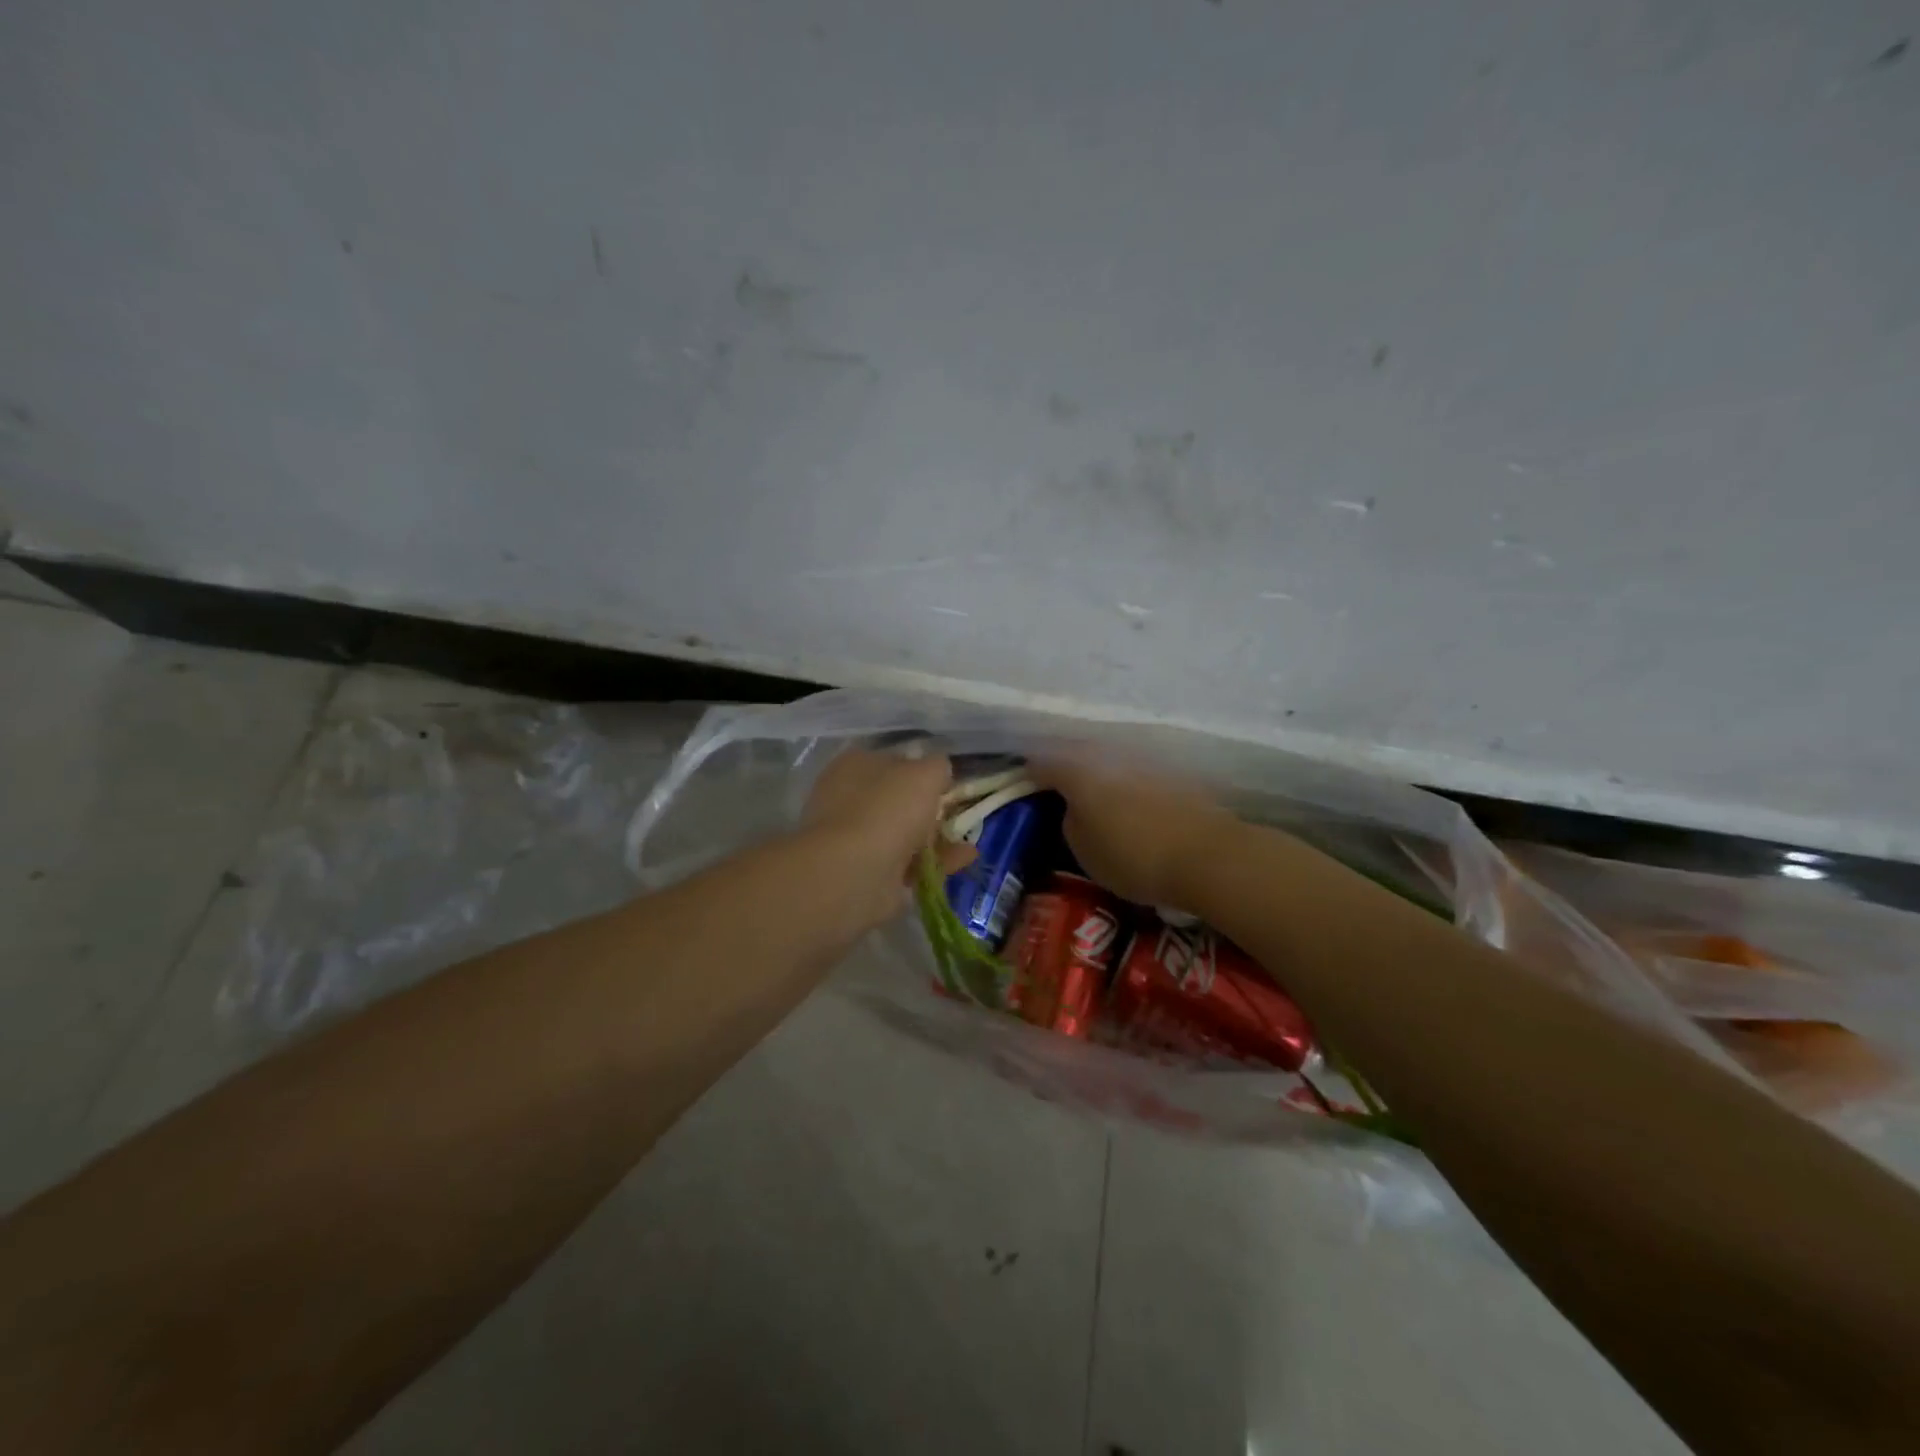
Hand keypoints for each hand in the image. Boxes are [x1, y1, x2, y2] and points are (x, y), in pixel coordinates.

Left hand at [802, 748, 974, 931]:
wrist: (854, 872)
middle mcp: (849, 799)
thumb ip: (937, 767)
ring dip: (938, 838)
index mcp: (854, 766)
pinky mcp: (868, 874)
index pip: (892, 762)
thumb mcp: (924, 773)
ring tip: (969, 840)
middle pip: (898, 801)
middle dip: (930, 808)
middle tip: (959, 813)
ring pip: (904, 834)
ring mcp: (856, 839)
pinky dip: (936, 861)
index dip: (921, 769)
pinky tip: (964, 859)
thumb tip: (940, 772)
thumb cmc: (887, 809)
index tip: (948, 782)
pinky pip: (909, 864)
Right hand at [1030, 751, 1236, 911]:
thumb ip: (1070, 822)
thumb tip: (1075, 808)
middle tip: (1057, 787)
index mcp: (1078, 772)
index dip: (1029, 775)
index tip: (1025, 787)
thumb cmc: (1134, 857)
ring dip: (1097, 771)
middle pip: (1076, 752)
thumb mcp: (1085, 851)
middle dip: (1064, 766)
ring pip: (1108, 758)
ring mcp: (1143, 759)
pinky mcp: (1172, 771)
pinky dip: (1126, 781)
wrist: (1208, 855)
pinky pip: (1136, 770)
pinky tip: (1130, 800)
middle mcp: (1109, 755)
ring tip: (1094, 794)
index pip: (1042, 762)